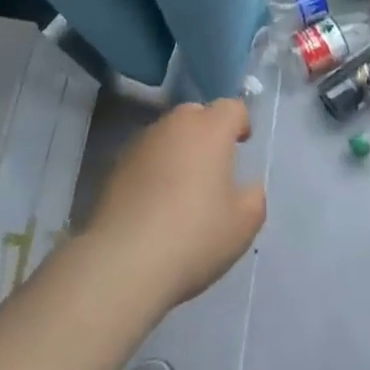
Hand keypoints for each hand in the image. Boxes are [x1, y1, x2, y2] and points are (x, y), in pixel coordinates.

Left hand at [84, 100, 265, 311]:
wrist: (123, 261)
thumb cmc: (194, 236)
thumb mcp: (243, 225)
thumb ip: (253, 197)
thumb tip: (247, 187)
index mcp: (210, 130)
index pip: (231, 107)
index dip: (240, 122)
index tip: (242, 144)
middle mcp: (174, 125)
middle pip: (196, 114)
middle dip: (208, 131)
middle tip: (214, 166)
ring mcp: (141, 143)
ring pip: (167, 133)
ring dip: (179, 149)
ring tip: (182, 186)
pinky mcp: (115, 165)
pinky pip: (145, 156)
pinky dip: (154, 168)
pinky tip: (154, 203)